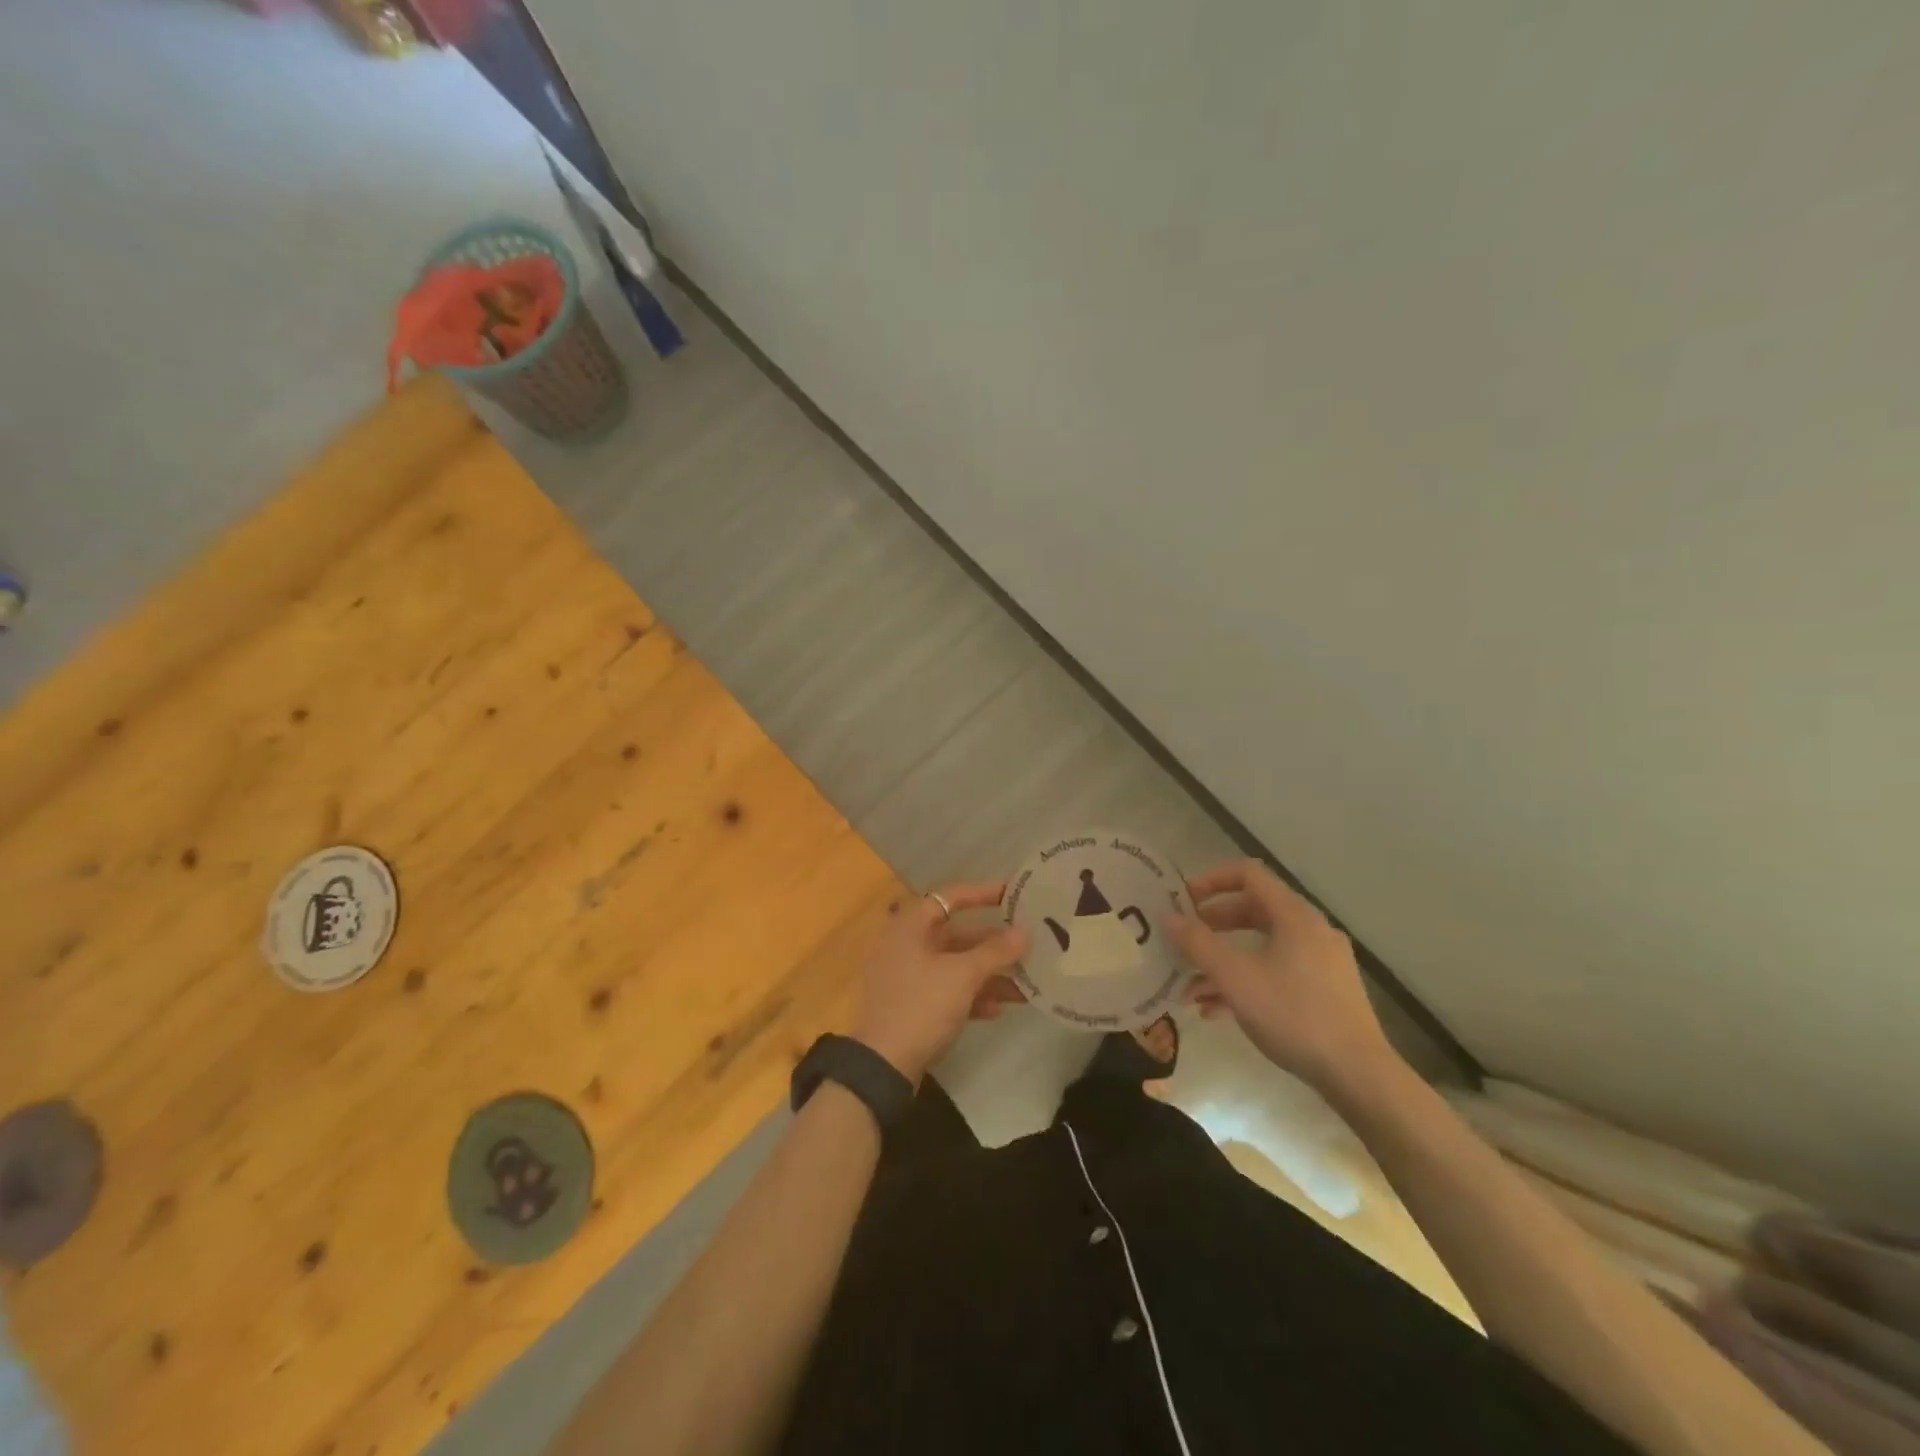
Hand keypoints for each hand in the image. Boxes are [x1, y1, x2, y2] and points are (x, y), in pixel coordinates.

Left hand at [851, 883, 1028, 1084]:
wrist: (883, 1065)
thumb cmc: (921, 1006)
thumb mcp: (962, 976)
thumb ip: (995, 952)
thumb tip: (1024, 933)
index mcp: (909, 926)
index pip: (950, 897)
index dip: (982, 894)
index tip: (1014, 896)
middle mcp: (905, 945)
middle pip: (955, 934)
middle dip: (992, 944)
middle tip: (1026, 946)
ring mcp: (905, 976)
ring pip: (953, 965)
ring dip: (987, 973)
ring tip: (1024, 984)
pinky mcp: (910, 1004)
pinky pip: (946, 989)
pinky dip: (970, 995)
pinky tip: (997, 1009)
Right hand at [1168, 859, 1402, 1101]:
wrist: (1358, 1075)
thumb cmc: (1293, 1015)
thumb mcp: (1235, 978)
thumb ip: (1197, 944)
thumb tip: (1168, 917)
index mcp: (1294, 915)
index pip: (1248, 874)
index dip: (1211, 880)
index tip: (1183, 900)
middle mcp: (1311, 929)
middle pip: (1253, 909)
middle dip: (1213, 924)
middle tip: (1184, 939)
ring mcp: (1321, 961)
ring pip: (1263, 945)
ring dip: (1224, 959)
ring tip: (1191, 986)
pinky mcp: (1326, 990)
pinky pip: (1278, 970)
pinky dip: (1247, 980)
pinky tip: (1217, 1011)